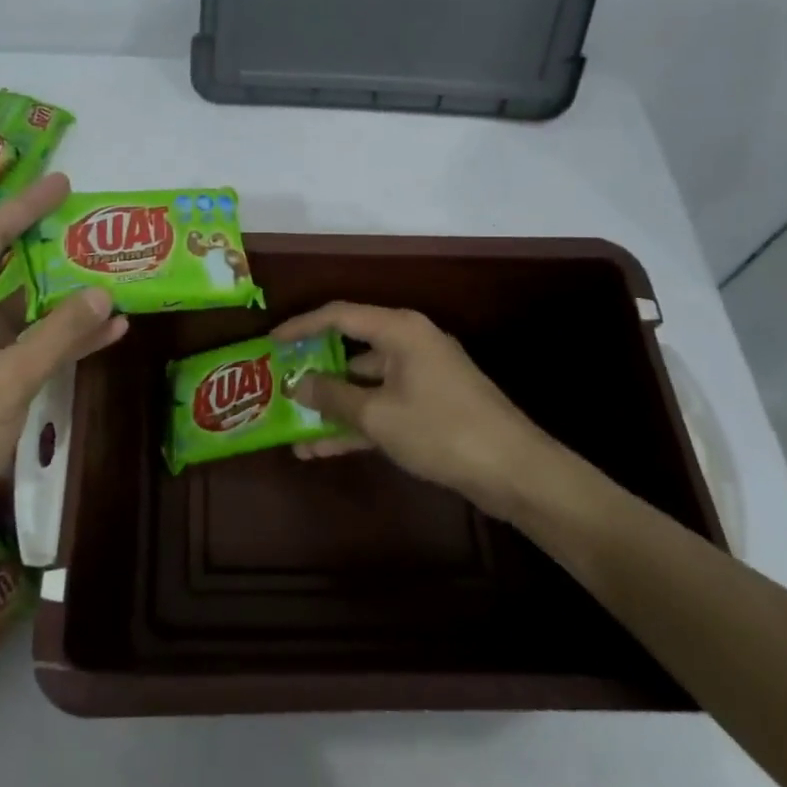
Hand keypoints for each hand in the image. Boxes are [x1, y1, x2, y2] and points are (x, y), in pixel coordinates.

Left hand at [0, 173, 125, 542]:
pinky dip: (65, 334)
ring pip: (22, 303)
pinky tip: (107, 329)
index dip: (24, 207)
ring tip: (107, 267)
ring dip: (62, 291)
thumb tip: (103, 291)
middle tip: (85, 220)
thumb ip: (58, 334)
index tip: (61, 183)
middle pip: (2, 262)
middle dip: (43, 240)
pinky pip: (31, 341)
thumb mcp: (10, 378)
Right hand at [273, 302, 555, 517]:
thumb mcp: (378, 415)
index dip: (301, 326)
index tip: (271, 341)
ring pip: (363, 383)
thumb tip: (298, 383)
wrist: (514, 471)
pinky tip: (320, 448)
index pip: (339, 315)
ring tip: (291, 424)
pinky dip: (355, 423)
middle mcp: (409, 344)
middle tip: (278, 382)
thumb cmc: (441, 430)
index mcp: (399, 330)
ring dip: (331, 406)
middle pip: (350, 348)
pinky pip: (381, 406)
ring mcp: (420, 377)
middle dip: (313, 369)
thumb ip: (332, 396)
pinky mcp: (428, 407)